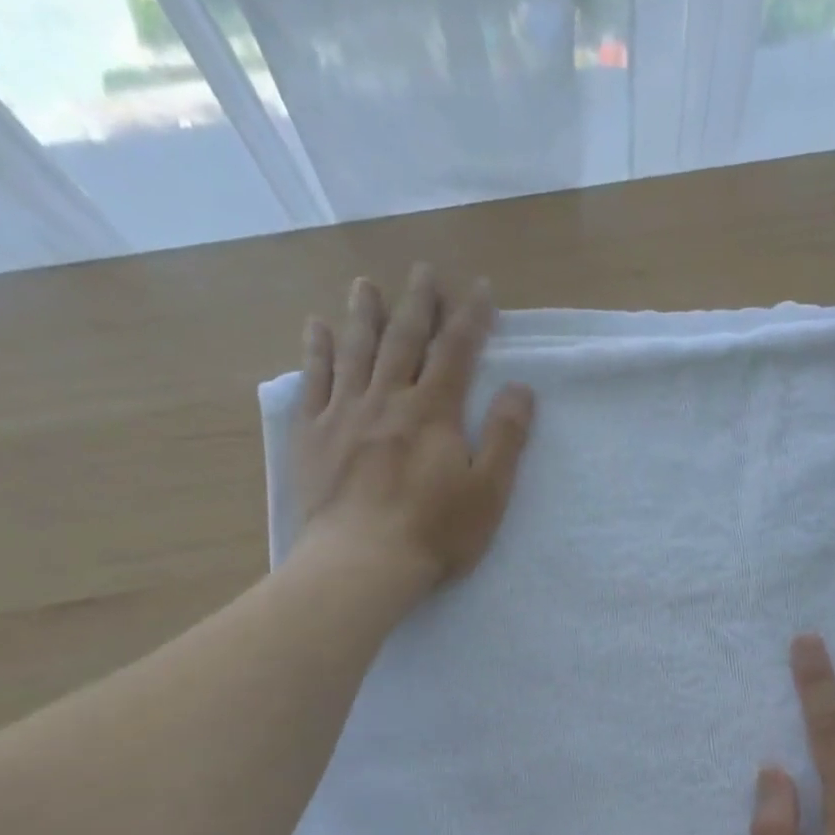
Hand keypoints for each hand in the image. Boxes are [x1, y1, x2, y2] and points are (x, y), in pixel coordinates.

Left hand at [289, 263, 534, 588]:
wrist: (361, 562)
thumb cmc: (435, 533)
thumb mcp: (488, 493)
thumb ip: (506, 438)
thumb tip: (521, 388)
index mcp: (433, 412)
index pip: (456, 352)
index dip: (471, 318)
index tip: (481, 289)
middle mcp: (387, 399)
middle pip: (404, 340)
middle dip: (418, 304)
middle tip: (424, 272)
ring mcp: (344, 413)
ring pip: (355, 350)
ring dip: (364, 314)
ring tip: (367, 286)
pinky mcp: (313, 435)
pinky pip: (313, 380)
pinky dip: (316, 350)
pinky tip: (316, 328)